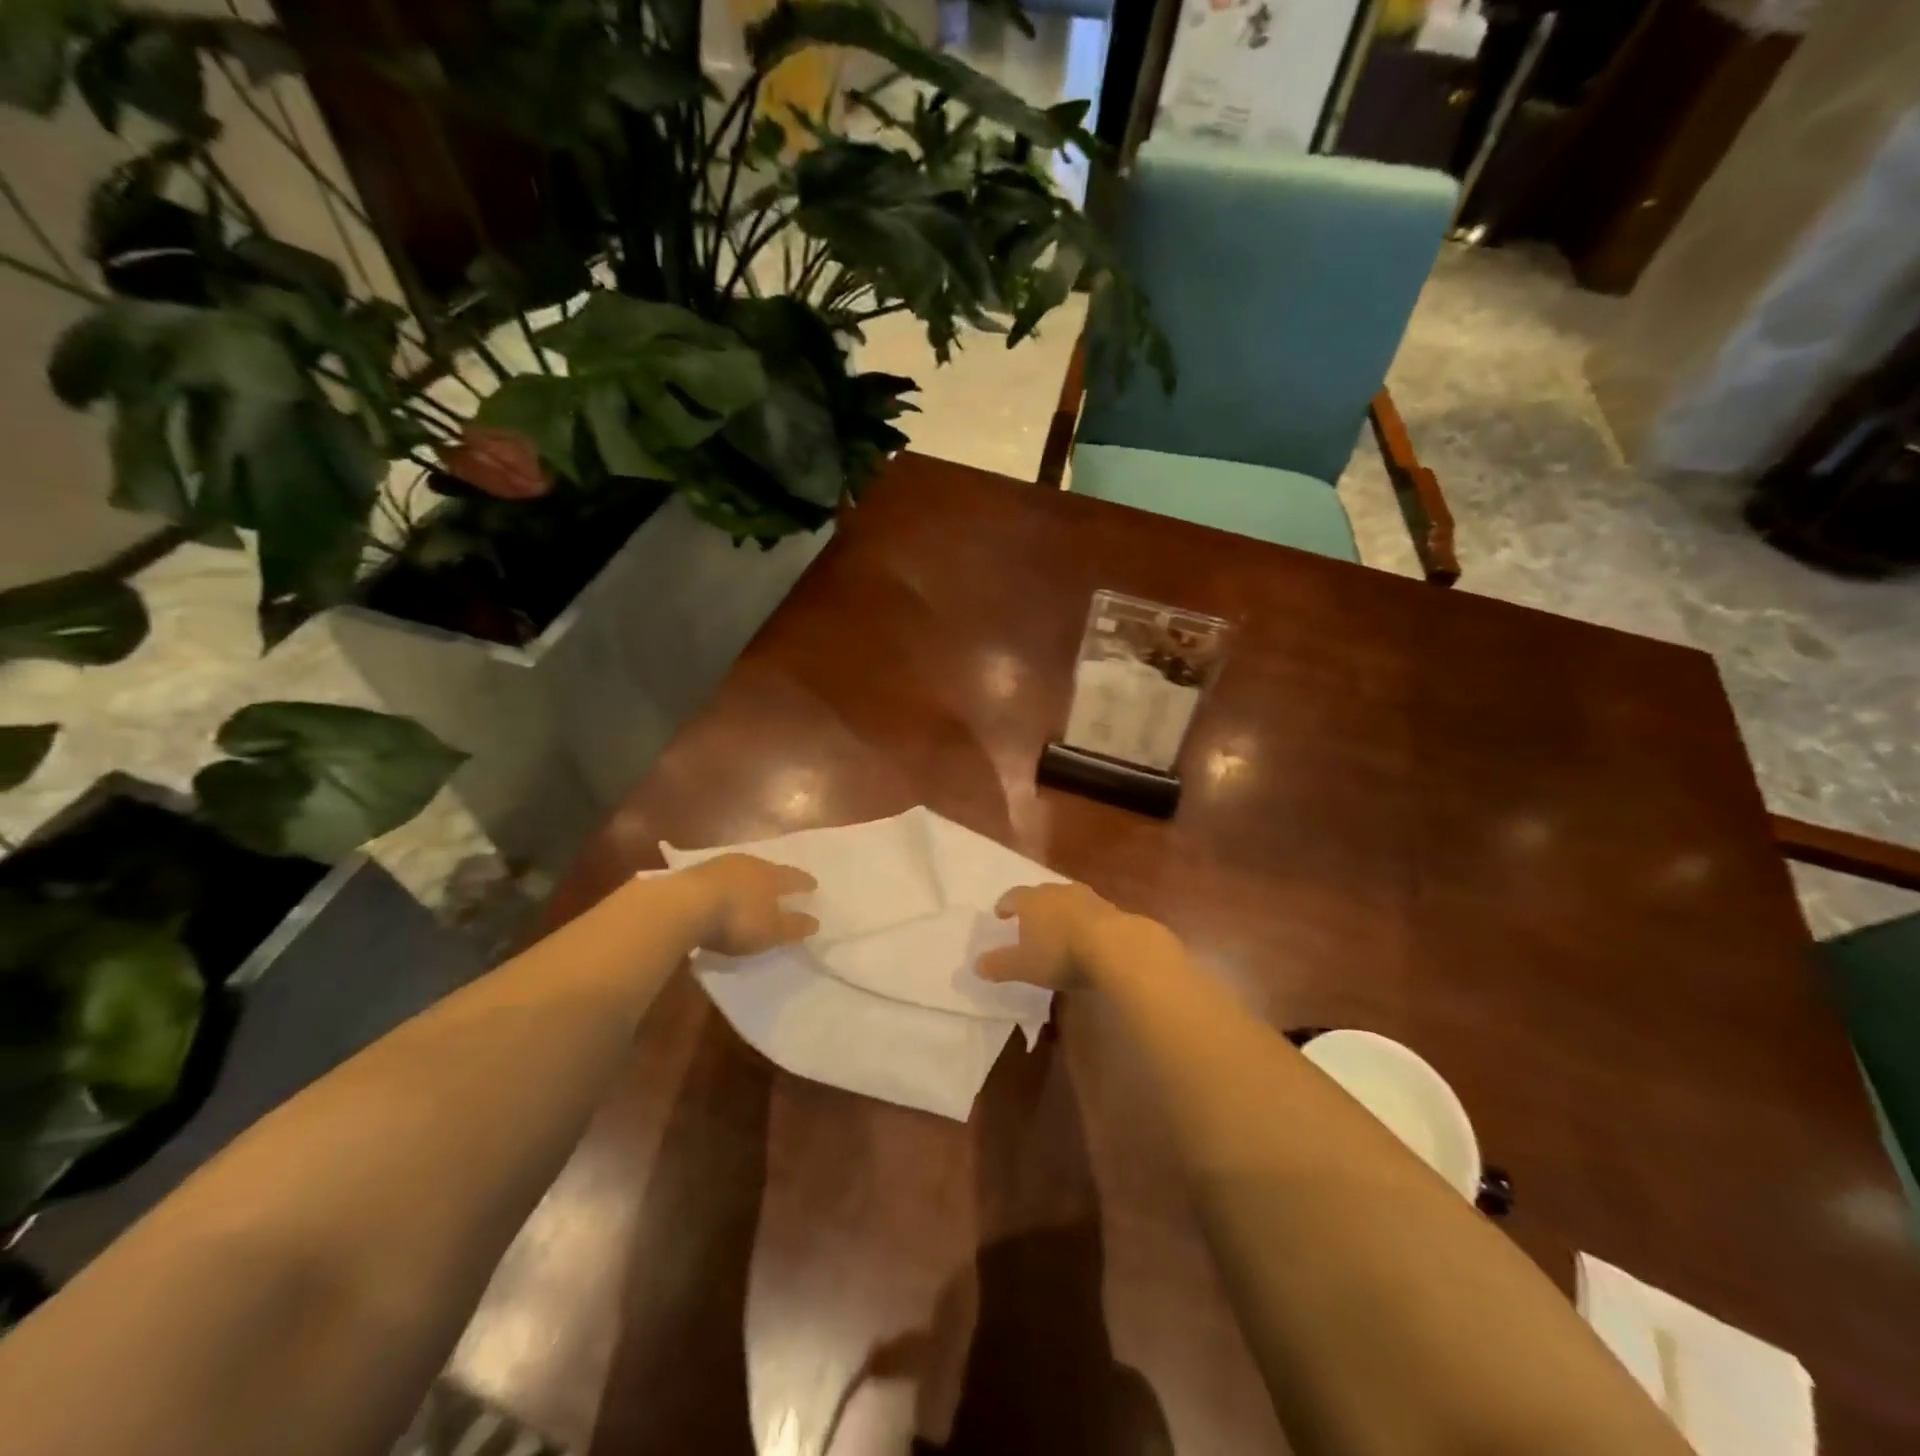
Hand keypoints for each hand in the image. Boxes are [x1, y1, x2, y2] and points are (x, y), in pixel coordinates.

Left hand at [682, 854, 818, 956]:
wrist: (683, 906)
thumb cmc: (737, 919)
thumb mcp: (771, 930)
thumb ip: (793, 926)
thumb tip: (816, 922)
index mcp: (770, 875)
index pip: (793, 877)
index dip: (803, 882)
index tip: (813, 885)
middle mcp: (748, 864)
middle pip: (766, 869)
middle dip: (774, 877)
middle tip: (780, 884)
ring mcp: (718, 866)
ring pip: (740, 870)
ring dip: (746, 880)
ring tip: (749, 889)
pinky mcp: (693, 874)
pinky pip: (717, 879)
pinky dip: (723, 887)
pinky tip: (720, 894)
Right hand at [978, 882, 1134, 989]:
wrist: (1114, 946)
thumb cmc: (1059, 953)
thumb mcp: (1023, 966)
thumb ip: (999, 965)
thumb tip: (976, 965)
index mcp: (1031, 900)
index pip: (1012, 896)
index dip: (1005, 905)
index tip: (1000, 914)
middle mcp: (1056, 891)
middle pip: (1040, 894)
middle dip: (1033, 907)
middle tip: (1029, 921)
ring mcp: (1086, 897)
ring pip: (1066, 900)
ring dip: (1060, 912)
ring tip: (1057, 928)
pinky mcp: (1109, 908)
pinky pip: (1089, 912)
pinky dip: (1082, 921)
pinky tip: (1084, 937)